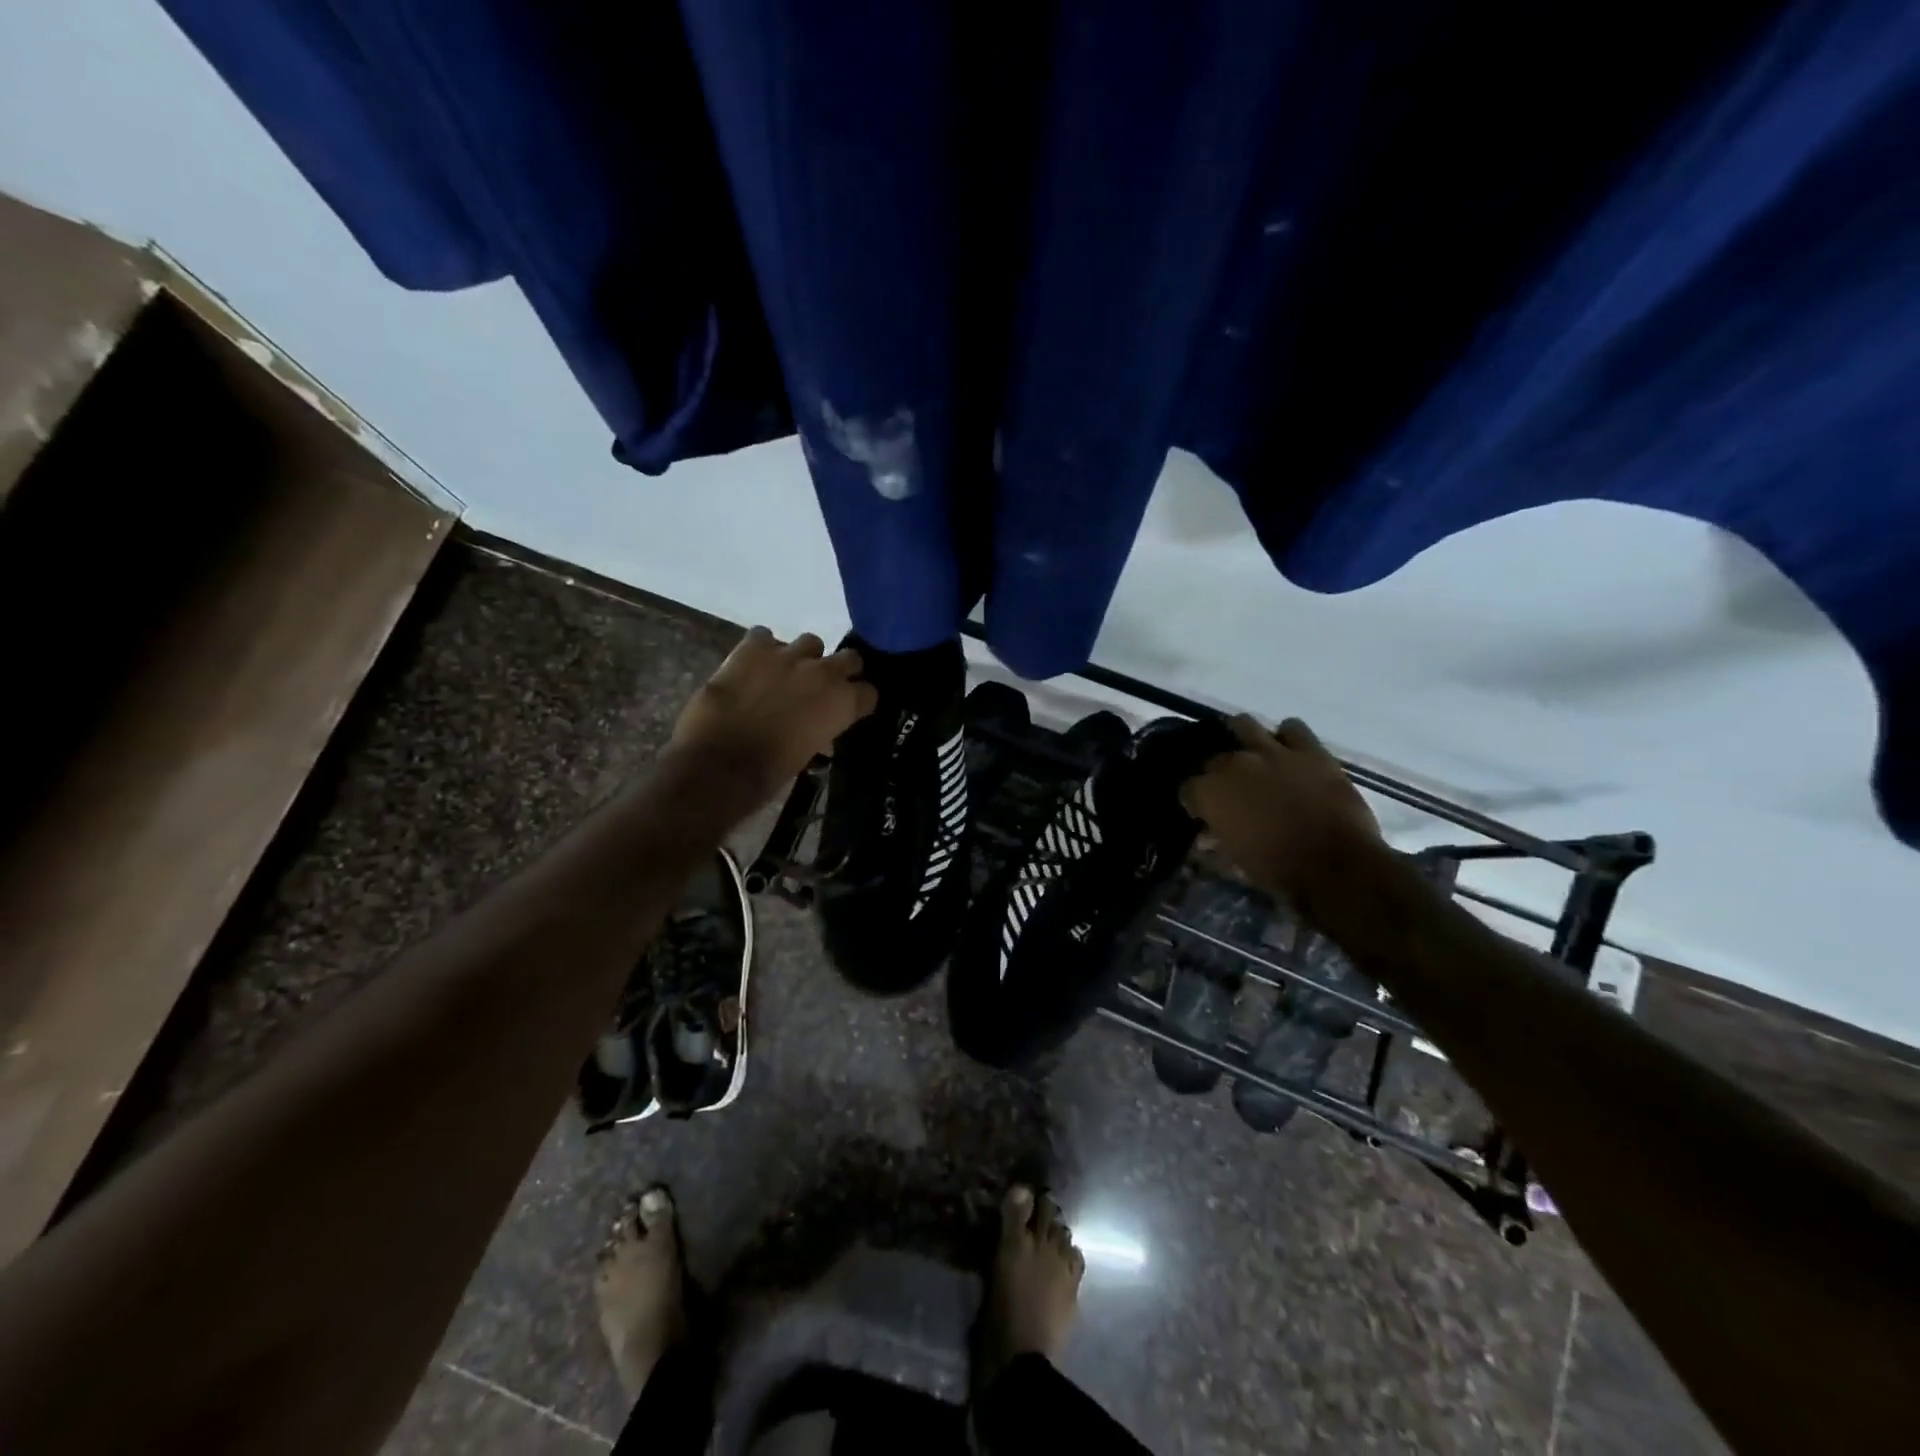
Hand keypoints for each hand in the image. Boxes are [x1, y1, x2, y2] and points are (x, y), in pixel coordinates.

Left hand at [670, 628, 877, 804]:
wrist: (719, 764)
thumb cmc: (770, 772)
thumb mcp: (809, 754)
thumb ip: (821, 732)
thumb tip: (820, 734)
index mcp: (843, 703)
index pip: (869, 692)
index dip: (859, 701)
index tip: (850, 709)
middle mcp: (824, 672)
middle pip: (850, 658)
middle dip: (840, 671)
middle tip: (822, 688)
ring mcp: (788, 655)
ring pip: (811, 642)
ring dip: (803, 658)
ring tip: (785, 674)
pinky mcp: (753, 647)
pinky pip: (765, 636)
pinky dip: (762, 650)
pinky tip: (752, 666)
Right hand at [1181, 715, 1381, 897]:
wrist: (1335, 865)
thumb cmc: (1277, 870)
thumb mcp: (1234, 862)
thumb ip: (1215, 843)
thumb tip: (1206, 838)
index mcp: (1210, 792)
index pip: (1187, 788)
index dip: (1194, 803)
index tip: (1203, 815)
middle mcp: (1234, 763)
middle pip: (1215, 758)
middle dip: (1217, 774)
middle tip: (1231, 791)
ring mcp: (1272, 752)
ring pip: (1244, 724)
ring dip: (1243, 738)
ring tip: (1252, 755)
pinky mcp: (1309, 751)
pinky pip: (1292, 728)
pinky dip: (1287, 738)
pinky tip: (1289, 753)